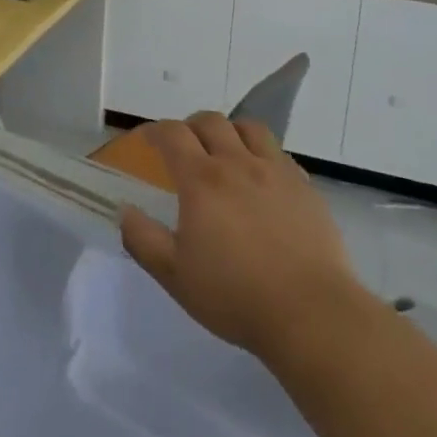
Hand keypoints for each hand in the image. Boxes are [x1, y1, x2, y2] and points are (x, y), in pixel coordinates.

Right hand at [120, 113, 364, 367]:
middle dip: (191, 126)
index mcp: (201, 180)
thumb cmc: (234, 296)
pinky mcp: (305, 188)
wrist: (311, 314)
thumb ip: (143, 239)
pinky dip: (263, 155)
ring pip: (249, 128)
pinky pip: (280, 154)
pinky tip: (262, 179)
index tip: (146, 140)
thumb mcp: (174, 275)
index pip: (173, 134)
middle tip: (184, 146)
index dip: (155, 131)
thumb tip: (125, 210)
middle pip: (211, 121)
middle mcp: (237, 163)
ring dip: (230, 132)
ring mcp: (276, 172)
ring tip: (225, 151)